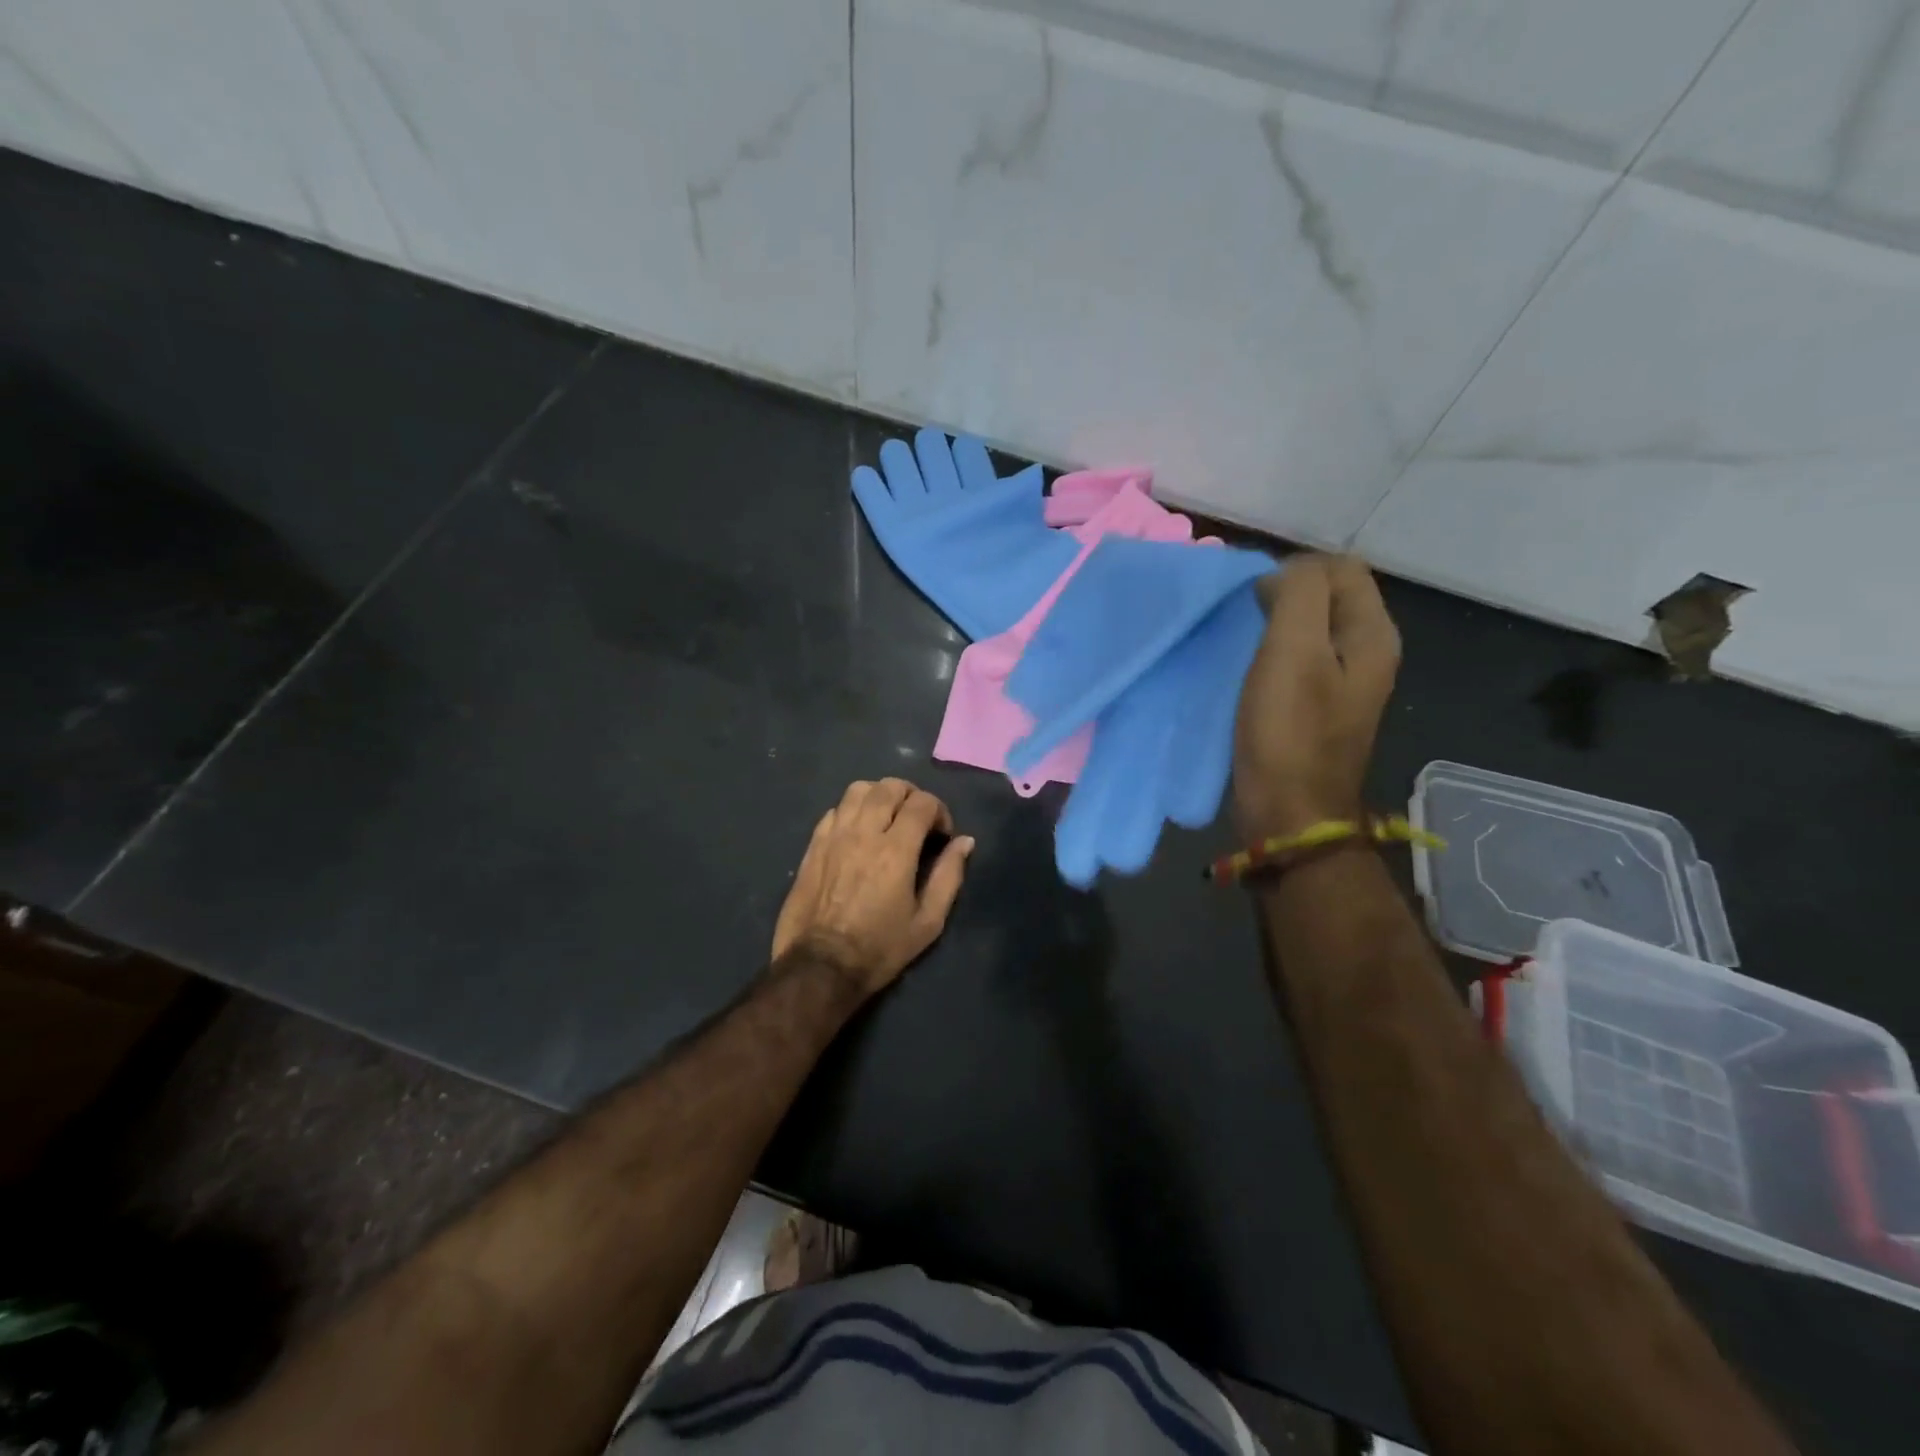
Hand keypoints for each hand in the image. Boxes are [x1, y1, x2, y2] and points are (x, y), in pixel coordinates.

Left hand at [772, 779, 975, 997]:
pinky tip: (859, 832)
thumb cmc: (880, 948)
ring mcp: (834, 836)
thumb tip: (965, 841)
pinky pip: (835, 810)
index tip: (942, 834)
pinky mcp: (813, 845)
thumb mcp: (928, 922)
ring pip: (858, 789)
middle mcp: (864, 832)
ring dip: (879, 796)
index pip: (922, 803)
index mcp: (896, 850)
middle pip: (889, 787)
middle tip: (918, 820)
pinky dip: (853, 811)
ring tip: (887, 818)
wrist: (820, 966)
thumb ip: (949, 876)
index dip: (939, 811)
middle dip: (911, 796)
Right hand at [1233, 554, 1400, 840]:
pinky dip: (1272, 651)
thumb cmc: (1289, 732)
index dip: (1295, 571)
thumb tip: (1286, 574)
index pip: (1341, 567)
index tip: (1256, 603)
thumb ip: (1299, 595)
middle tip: (1245, 620)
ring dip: (1275, 623)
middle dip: (1285, 594)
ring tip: (1242, 640)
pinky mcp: (1317, 703)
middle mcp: (1367, 650)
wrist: (1289, 813)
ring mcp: (1344, 679)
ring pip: (1310, 625)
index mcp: (1372, 633)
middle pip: (1328, 594)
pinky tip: (1248, 668)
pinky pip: (1297, 656)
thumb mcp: (1293, 652)